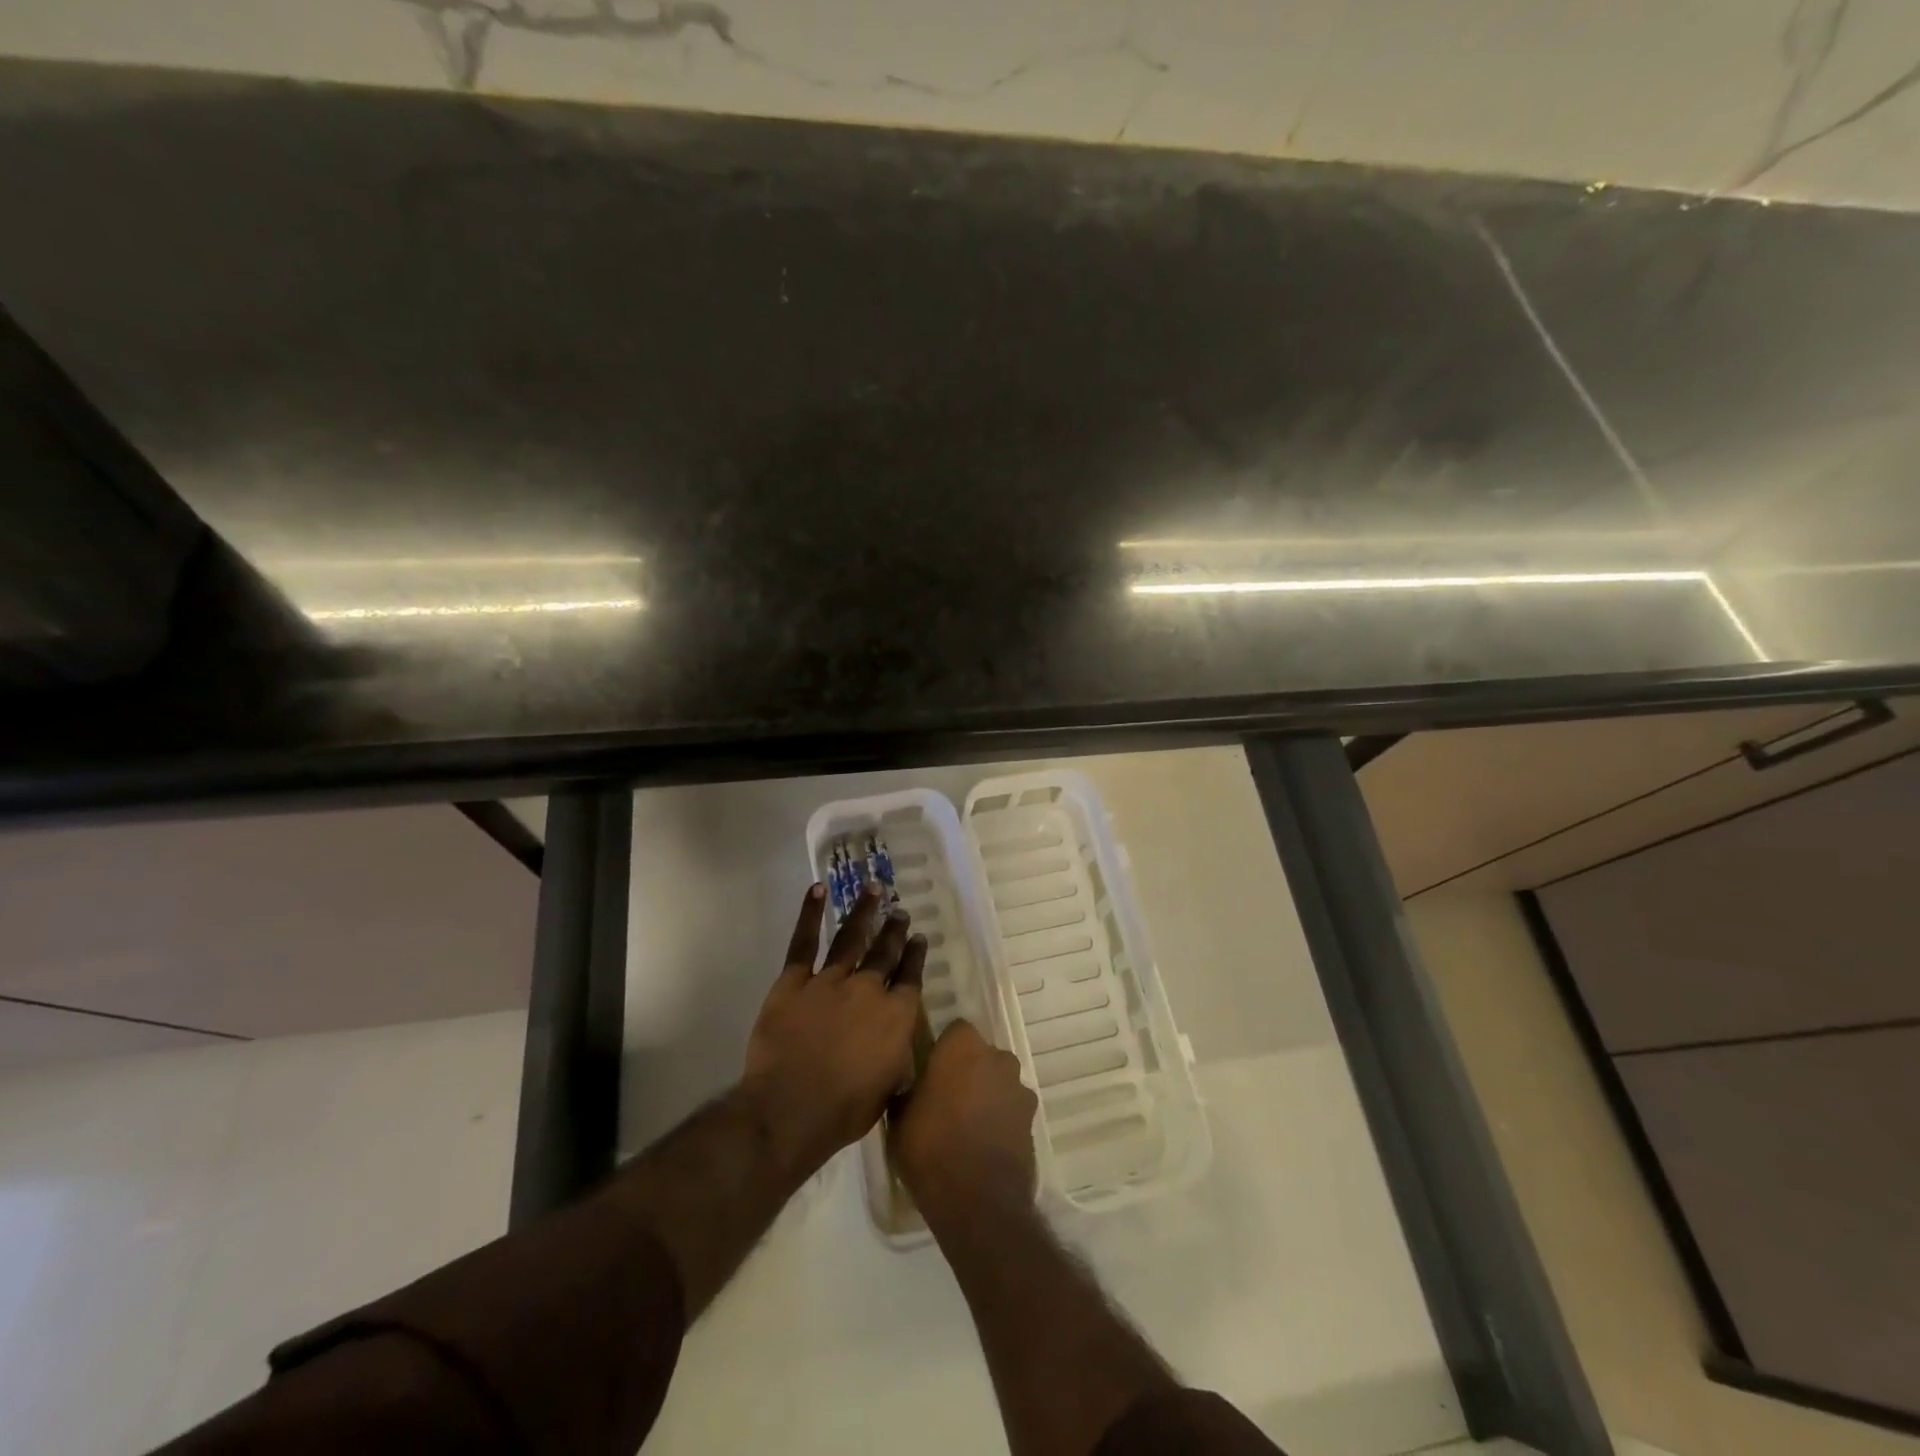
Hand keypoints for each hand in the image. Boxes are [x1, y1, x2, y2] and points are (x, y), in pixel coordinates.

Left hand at [741, 882, 926, 1183]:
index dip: (915, 955)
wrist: (791, 1108)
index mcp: (896, 1015)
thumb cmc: (845, 1110)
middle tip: (900, 911)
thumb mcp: (889, 1088)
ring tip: (874, 889)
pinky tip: (818, 889)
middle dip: (894, 930)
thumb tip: (898, 1044)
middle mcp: (868, 988)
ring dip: (864, 911)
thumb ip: (897, 1057)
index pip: (910, 977)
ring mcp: (830, 980)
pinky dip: (811, 913)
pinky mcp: (794, 980)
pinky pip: (804, 941)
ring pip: (852, 937)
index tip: (918, 938)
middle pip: (885, 952)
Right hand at [890, 1020, 1037, 1230]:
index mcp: (963, 1046)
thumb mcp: (899, 1117)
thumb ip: (908, 1090)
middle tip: (946, 1098)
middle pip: (981, 1055)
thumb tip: (910, 1086)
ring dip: (987, 1094)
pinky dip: (1000, 1119)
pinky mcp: (1032, 1120)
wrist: (977, 1199)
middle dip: (968, 1070)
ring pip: (999, 1081)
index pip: (955, 1031)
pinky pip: (1011, 1109)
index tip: (930, 1071)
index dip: (943, 1049)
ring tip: (966, 1126)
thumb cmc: (930, 1146)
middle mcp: (997, 1057)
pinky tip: (983, 1144)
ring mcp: (1019, 1088)